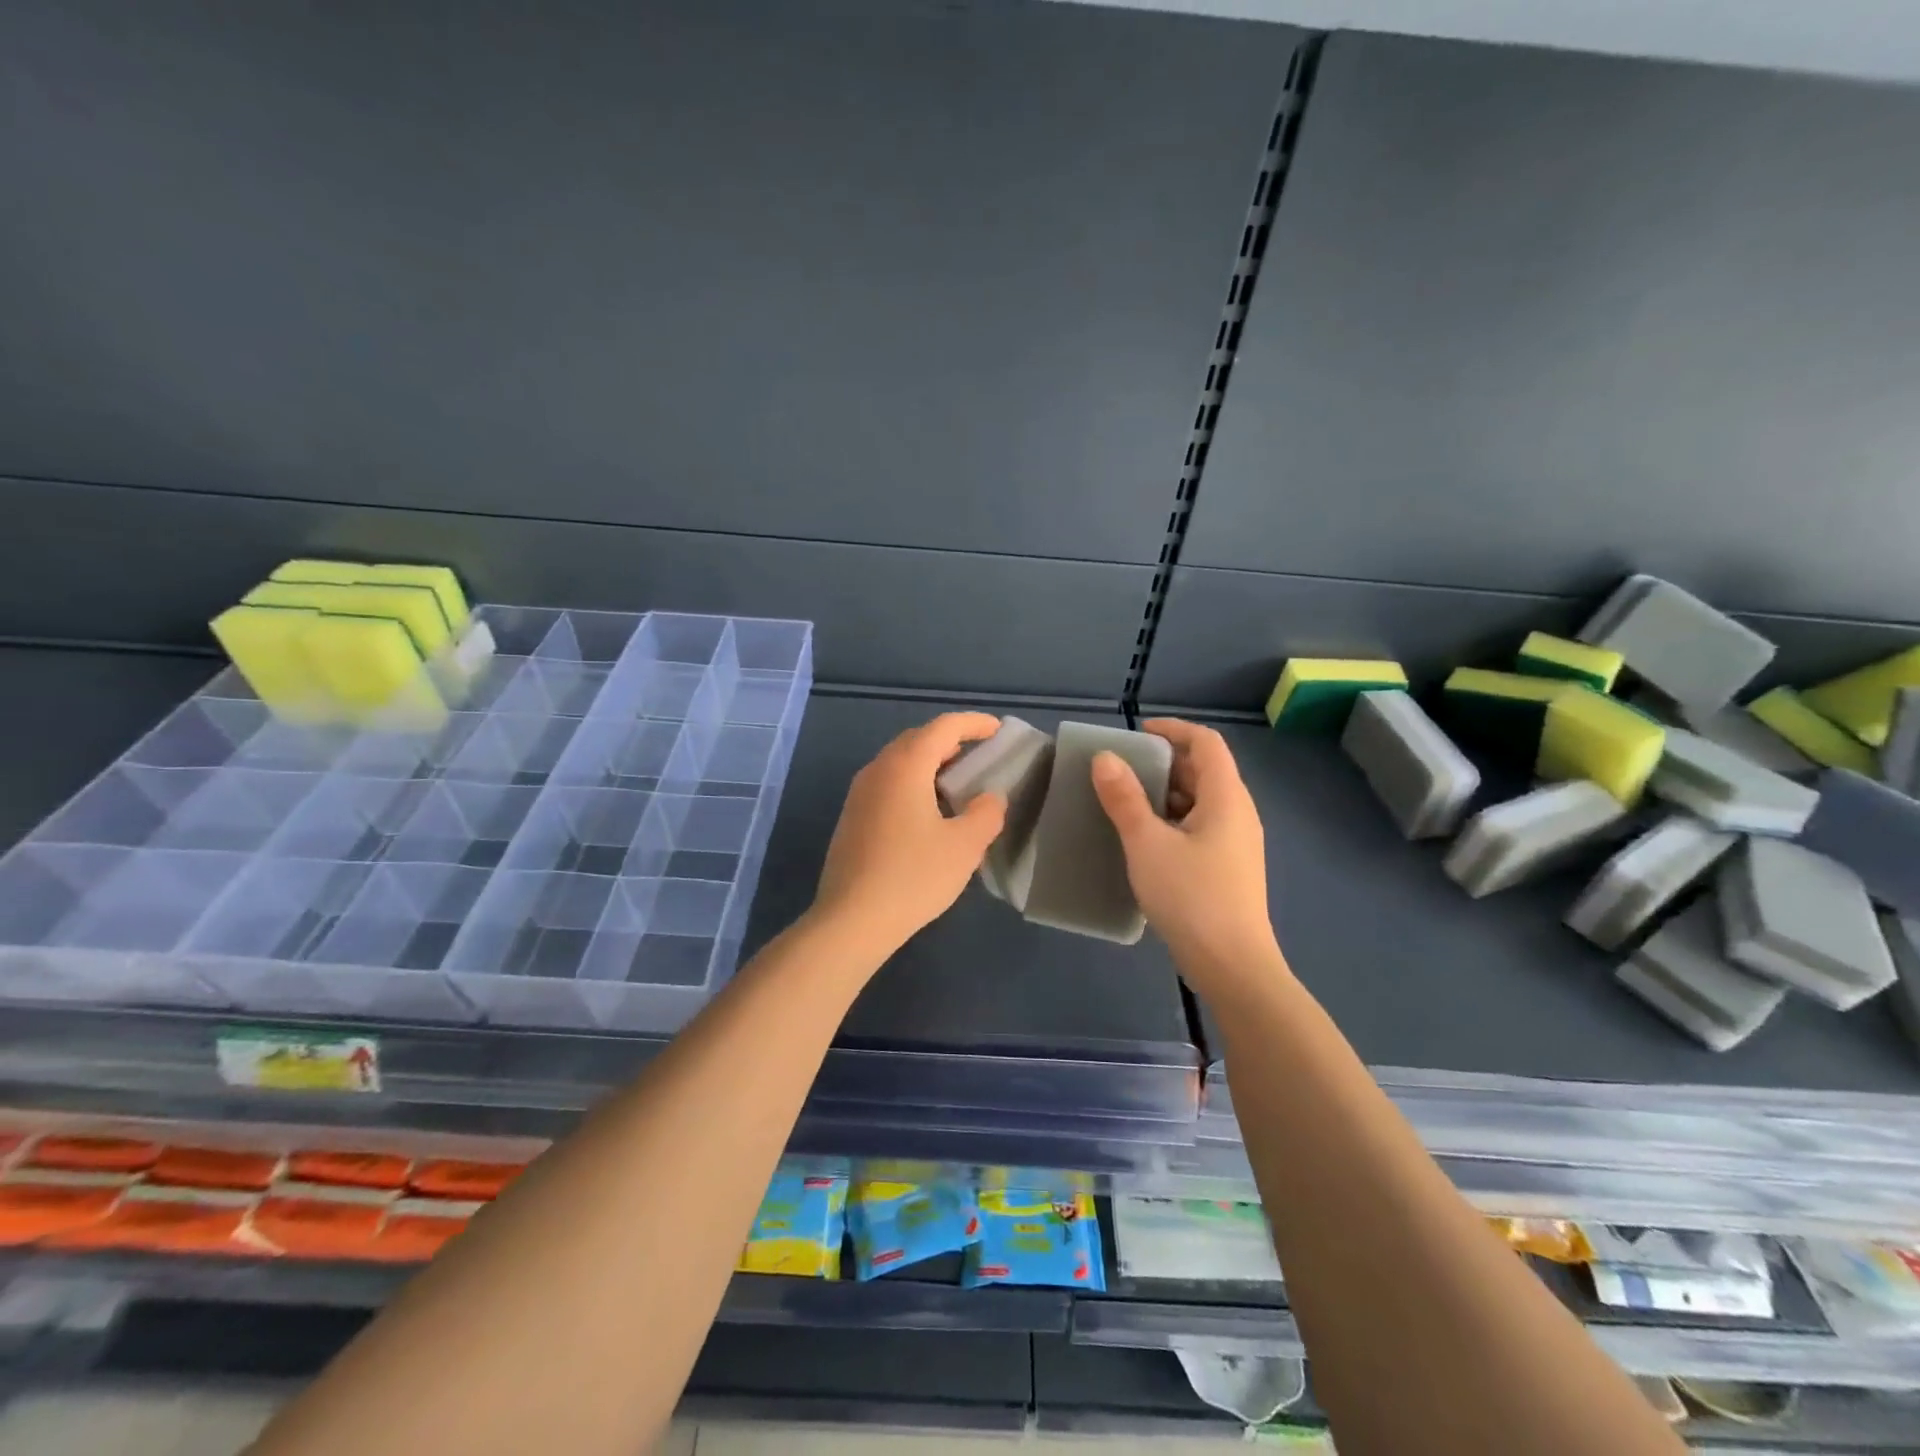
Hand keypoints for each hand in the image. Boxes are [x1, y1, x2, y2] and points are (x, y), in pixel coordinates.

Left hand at [813, 712, 1007, 955]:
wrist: (851, 920)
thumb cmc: (913, 876)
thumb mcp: (964, 846)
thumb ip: (986, 813)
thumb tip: (990, 799)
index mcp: (905, 766)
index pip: (943, 728)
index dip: (973, 724)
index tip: (997, 729)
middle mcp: (877, 770)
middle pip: (917, 740)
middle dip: (950, 741)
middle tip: (979, 755)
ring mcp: (859, 794)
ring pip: (899, 762)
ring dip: (930, 764)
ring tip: (957, 784)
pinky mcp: (851, 818)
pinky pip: (888, 784)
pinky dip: (913, 783)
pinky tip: (928, 813)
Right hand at [1091, 719, 1279, 980]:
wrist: (1232, 965)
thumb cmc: (1191, 896)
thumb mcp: (1148, 843)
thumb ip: (1125, 798)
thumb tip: (1105, 758)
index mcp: (1226, 798)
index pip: (1206, 743)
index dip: (1174, 730)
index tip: (1137, 733)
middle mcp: (1238, 813)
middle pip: (1205, 770)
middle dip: (1164, 762)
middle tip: (1123, 769)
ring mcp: (1237, 843)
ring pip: (1202, 801)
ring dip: (1166, 793)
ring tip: (1127, 802)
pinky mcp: (1229, 868)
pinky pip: (1201, 827)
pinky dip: (1173, 820)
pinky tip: (1146, 840)